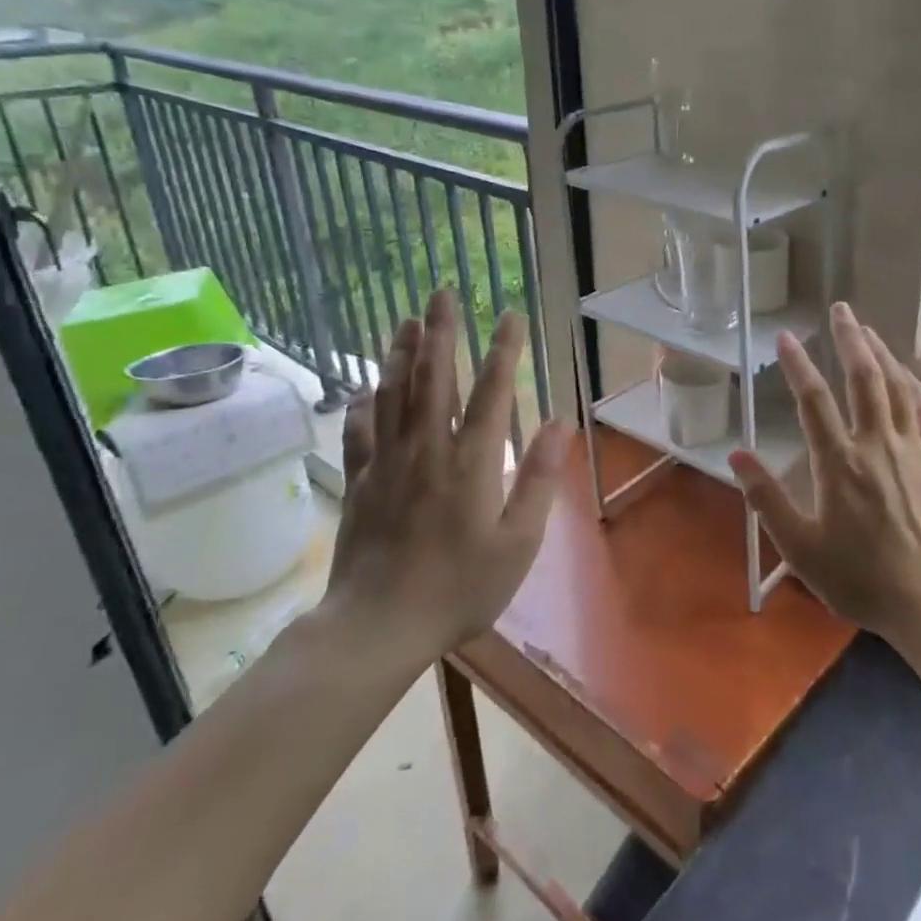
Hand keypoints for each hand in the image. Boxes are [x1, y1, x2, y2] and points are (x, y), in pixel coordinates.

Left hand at [327, 290, 572, 674]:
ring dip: (401, 354)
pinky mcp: (360, 484)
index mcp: (471, 463)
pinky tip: (365, 389)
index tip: (510, 315)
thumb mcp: (517, 544)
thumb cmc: (459, 589)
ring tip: (407, 321)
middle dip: (441, 333)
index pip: (491, 393)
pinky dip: (363, 406)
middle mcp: (427, 451)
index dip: (503, 351)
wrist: (377, 627)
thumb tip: (560, 424)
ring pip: (393, 395)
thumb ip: (538, 480)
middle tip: (441, 293)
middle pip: (432, 379)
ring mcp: (387, 464)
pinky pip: (360, 433)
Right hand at [729, 303, 920, 645]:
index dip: (798, 366)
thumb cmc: (861, 578)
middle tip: (840, 309)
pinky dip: (915, 385)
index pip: (814, 401)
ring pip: (897, 387)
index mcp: (840, 462)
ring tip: (868, 329)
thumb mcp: (801, 548)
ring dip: (881, 353)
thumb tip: (737, 455)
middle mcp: (877, 444)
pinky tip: (908, 375)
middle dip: (850, 339)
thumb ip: (767, 499)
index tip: (785, 337)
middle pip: (863, 378)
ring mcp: (913, 449)